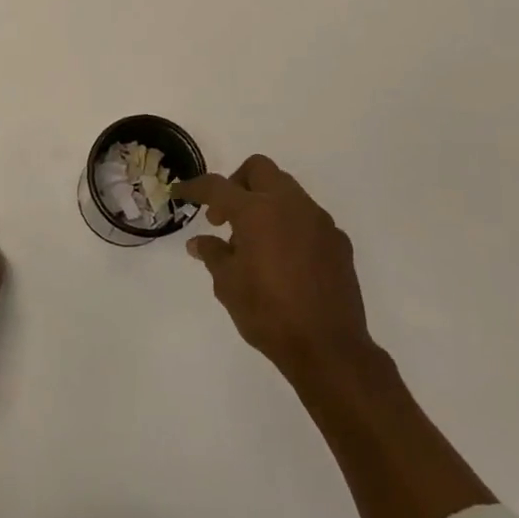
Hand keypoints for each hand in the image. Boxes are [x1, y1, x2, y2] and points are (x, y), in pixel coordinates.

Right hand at [176, 156, 371, 380]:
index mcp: (257, 212)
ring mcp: (319, 220)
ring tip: (254, 240)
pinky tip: (285, 259)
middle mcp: (290, 205)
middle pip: (260, 169)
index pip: (218, 186)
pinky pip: (308, 218)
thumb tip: (199, 242)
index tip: (180, 192)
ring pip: (287, 190)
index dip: (195, 187)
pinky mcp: (338, 240)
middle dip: (237, 183)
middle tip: (225, 216)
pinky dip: (290, 225)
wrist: (328, 348)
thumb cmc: (268, 314)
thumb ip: (213, 254)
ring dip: (265, 202)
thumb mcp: (228, 285)